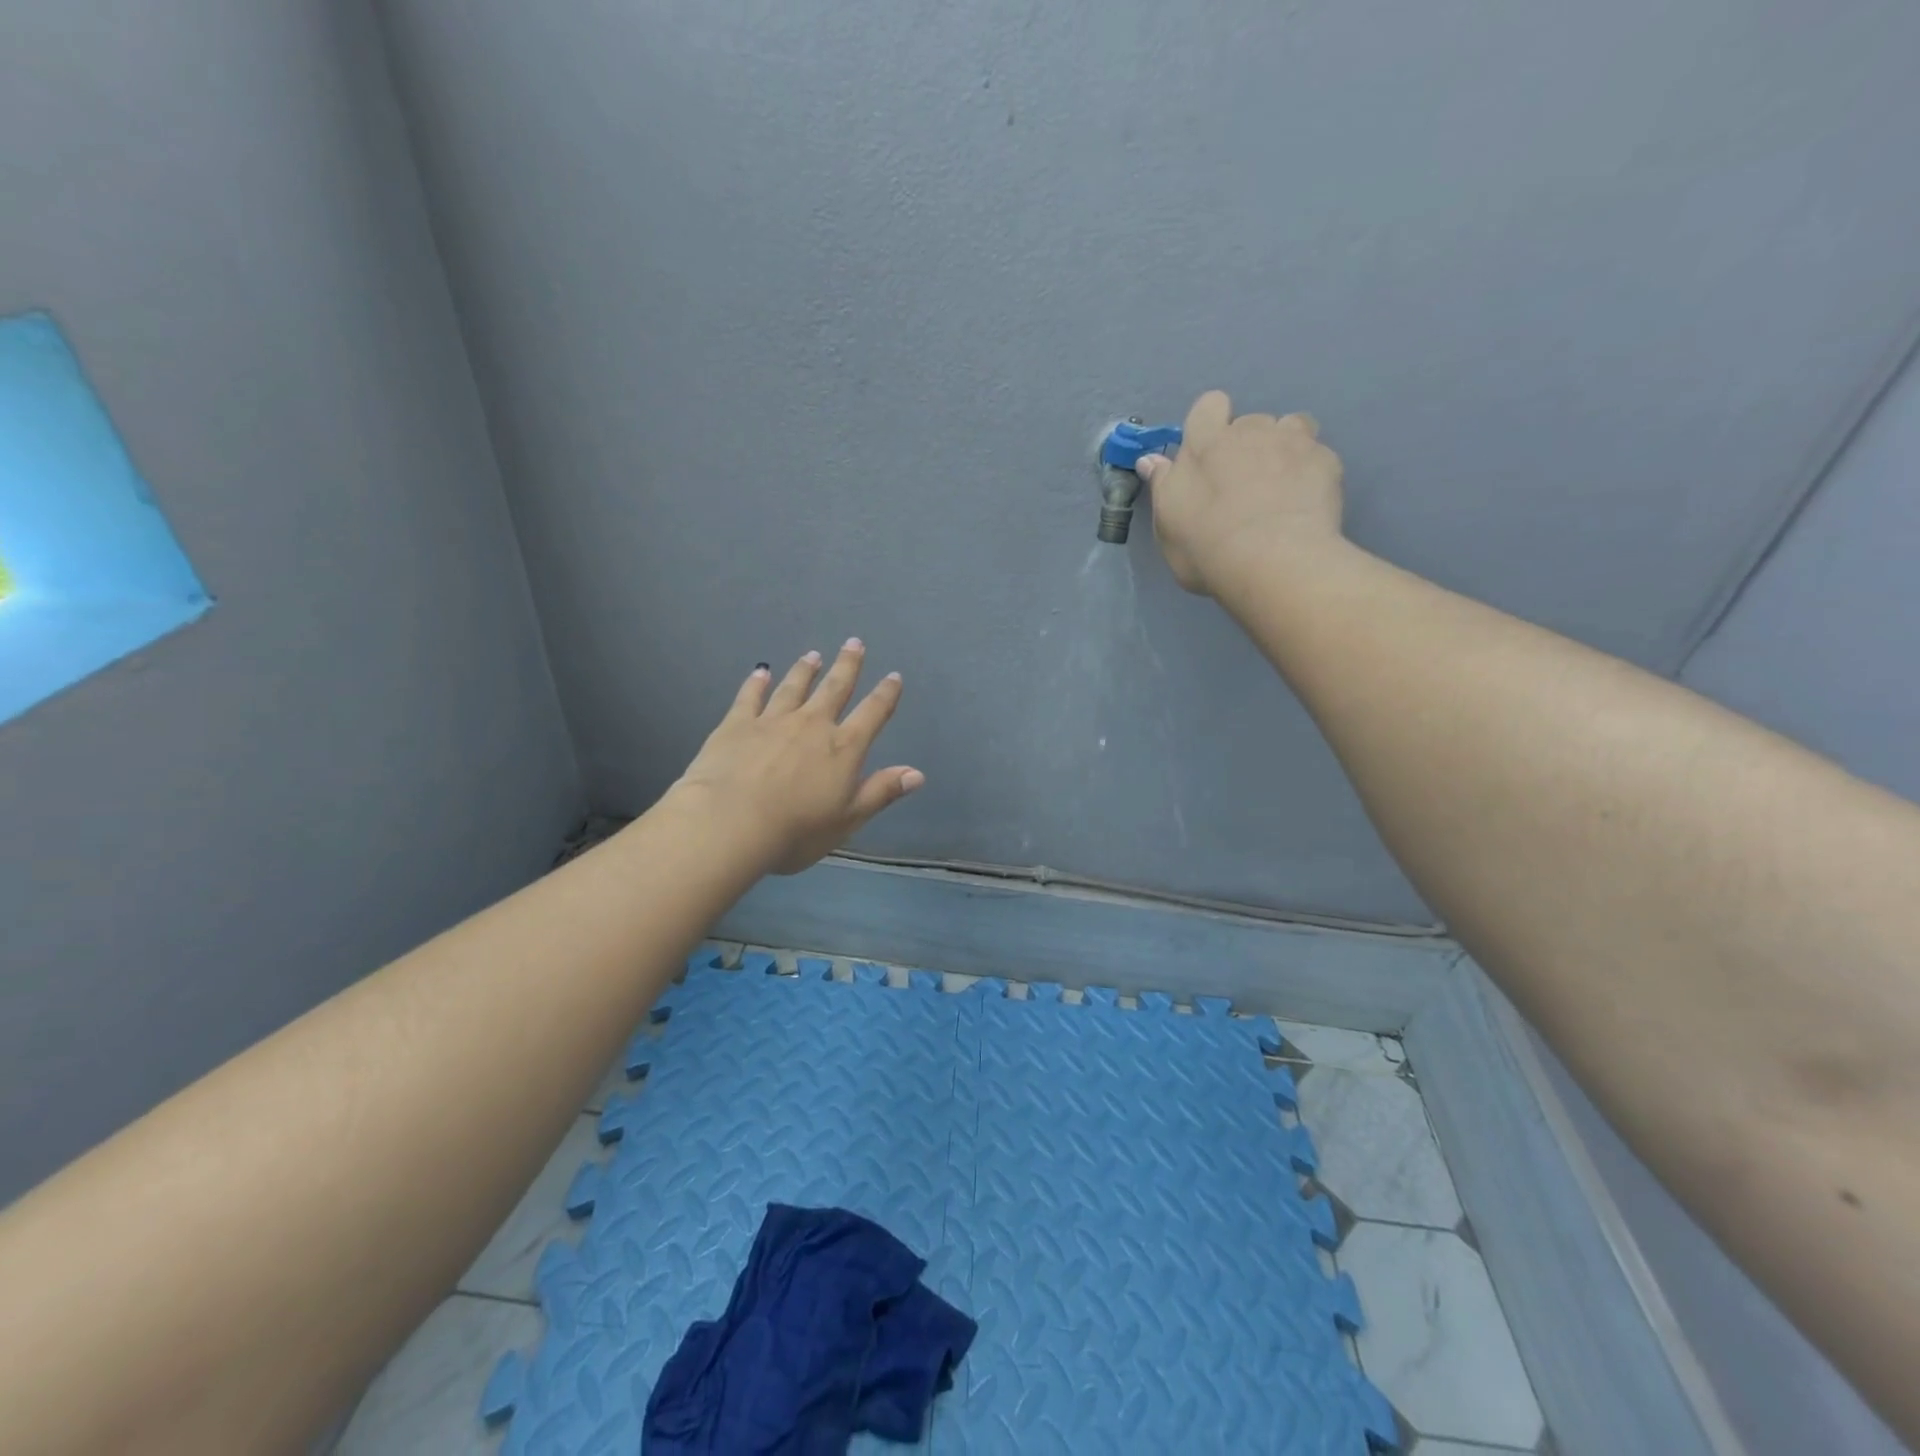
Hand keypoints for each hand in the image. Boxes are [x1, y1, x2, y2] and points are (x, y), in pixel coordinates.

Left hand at [672, 641, 923, 874]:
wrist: (730, 822)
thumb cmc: (796, 830)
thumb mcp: (848, 819)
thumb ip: (881, 791)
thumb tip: (917, 773)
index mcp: (843, 747)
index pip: (872, 713)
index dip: (885, 694)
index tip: (893, 677)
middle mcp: (812, 724)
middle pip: (834, 688)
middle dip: (847, 665)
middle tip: (854, 643)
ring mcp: (772, 720)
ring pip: (794, 687)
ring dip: (805, 670)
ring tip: (813, 655)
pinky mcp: (737, 724)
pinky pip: (750, 697)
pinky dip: (757, 683)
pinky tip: (761, 672)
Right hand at [1135, 390, 1344, 596]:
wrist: (1274, 562)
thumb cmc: (1207, 547)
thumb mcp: (1168, 525)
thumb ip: (1163, 487)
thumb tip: (1151, 461)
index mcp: (1205, 443)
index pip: (1208, 406)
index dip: (1209, 425)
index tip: (1207, 455)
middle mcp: (1250, 431)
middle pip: (1248, 422)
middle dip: (1246, 445)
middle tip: (1242, 486)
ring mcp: (1292, 442)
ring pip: (1290, 427)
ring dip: (1283, 447)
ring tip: (1279, 486)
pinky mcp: (1326, 460)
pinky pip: (1317, 455)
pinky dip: (1309, 471)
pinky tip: (1304, 501)